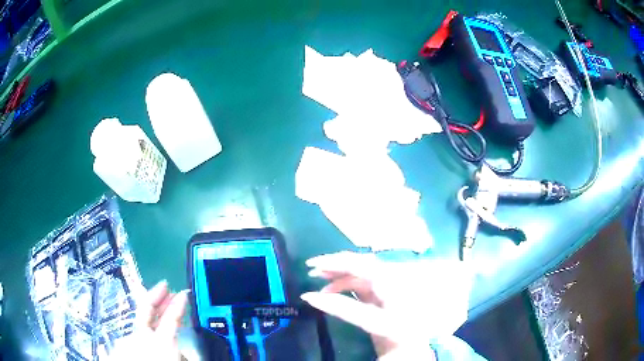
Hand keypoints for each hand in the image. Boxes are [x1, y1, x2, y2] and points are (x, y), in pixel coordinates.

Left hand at [110, 280, 188, 360]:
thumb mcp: (173, 358)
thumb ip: (182, 355)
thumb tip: (186, 352)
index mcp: (158, 343)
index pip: (171, 319)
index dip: (178, 305)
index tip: (184, 294)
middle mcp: (141, 338)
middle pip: (147, 311)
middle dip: (157, 297)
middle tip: (167, 287)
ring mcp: (130, 341)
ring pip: (141, 321)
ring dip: (153, 311)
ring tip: (162, 304)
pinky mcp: (124, 347)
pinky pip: (137, 332)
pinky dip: (147, 325)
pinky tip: (151, 328)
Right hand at [301, 252, 471, 359]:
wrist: (413, 344)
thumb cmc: (396, 332)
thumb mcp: (370, 321)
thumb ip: (341, 308)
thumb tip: (310, 297)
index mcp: (389, 281)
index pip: (358, 264)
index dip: (334, 262)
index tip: (311, 265)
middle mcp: (388, 277)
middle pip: (358, 263)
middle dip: (334, 265)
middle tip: (312, 271)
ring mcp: (386, 284)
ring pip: (358, 273)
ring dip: (338, 276)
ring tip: (320, 284)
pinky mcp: (382, 292)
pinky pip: (360, 283)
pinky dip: (344, 285)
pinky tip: (334, 291)